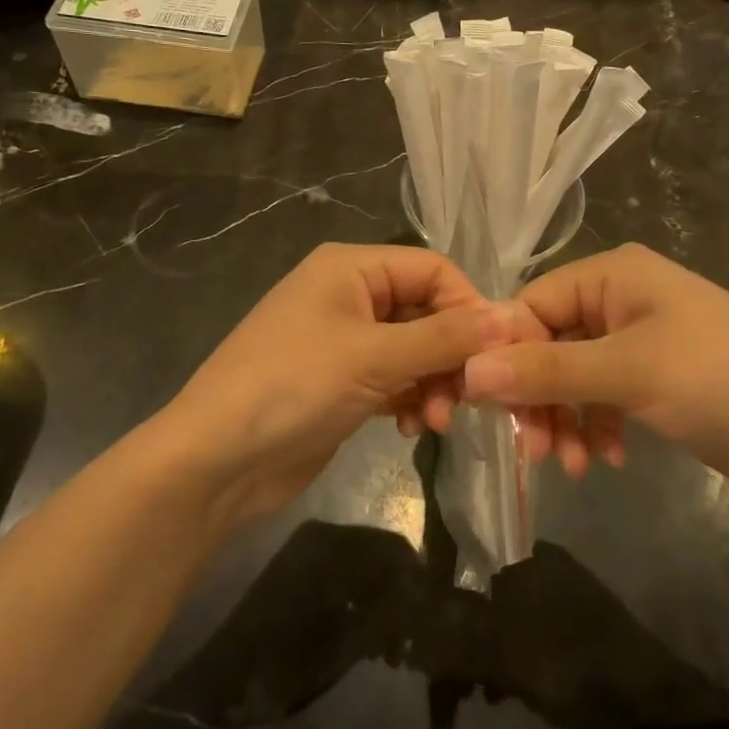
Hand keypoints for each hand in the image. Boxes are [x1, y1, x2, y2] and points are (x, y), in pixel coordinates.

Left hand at [160, 243, 519, 526]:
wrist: (215, 461)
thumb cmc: (293, 387)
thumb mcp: (374, 357)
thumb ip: (446, 337)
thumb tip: (513, 317)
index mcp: (351, 267)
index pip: (434, 270)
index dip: (471, 307)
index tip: (500, 354)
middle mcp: (349, 294)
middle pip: (427, 312)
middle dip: (451, 355)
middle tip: (469, 398)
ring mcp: (344, 340)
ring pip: (415, 350)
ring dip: (434, 383)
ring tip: (437, 420)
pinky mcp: (342, 381)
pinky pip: (395, 379)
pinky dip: (410, 399)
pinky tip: (410, 427)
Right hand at [463, 243, 728, 491]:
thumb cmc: (723, 382)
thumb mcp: (630, 373)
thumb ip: (547, 371)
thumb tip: (468, 372)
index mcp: (612, 275)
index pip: (531, 304)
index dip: (504, 353)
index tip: (486, 407)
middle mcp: (619, 299)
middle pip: (548, 343)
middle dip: (537, 396)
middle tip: (533, 449)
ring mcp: (638, 338)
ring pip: (571, 375)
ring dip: (563, 418)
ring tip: (571, 464)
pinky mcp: (653, 376)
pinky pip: (601, 395)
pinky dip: (594, 425)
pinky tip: (606, 458)